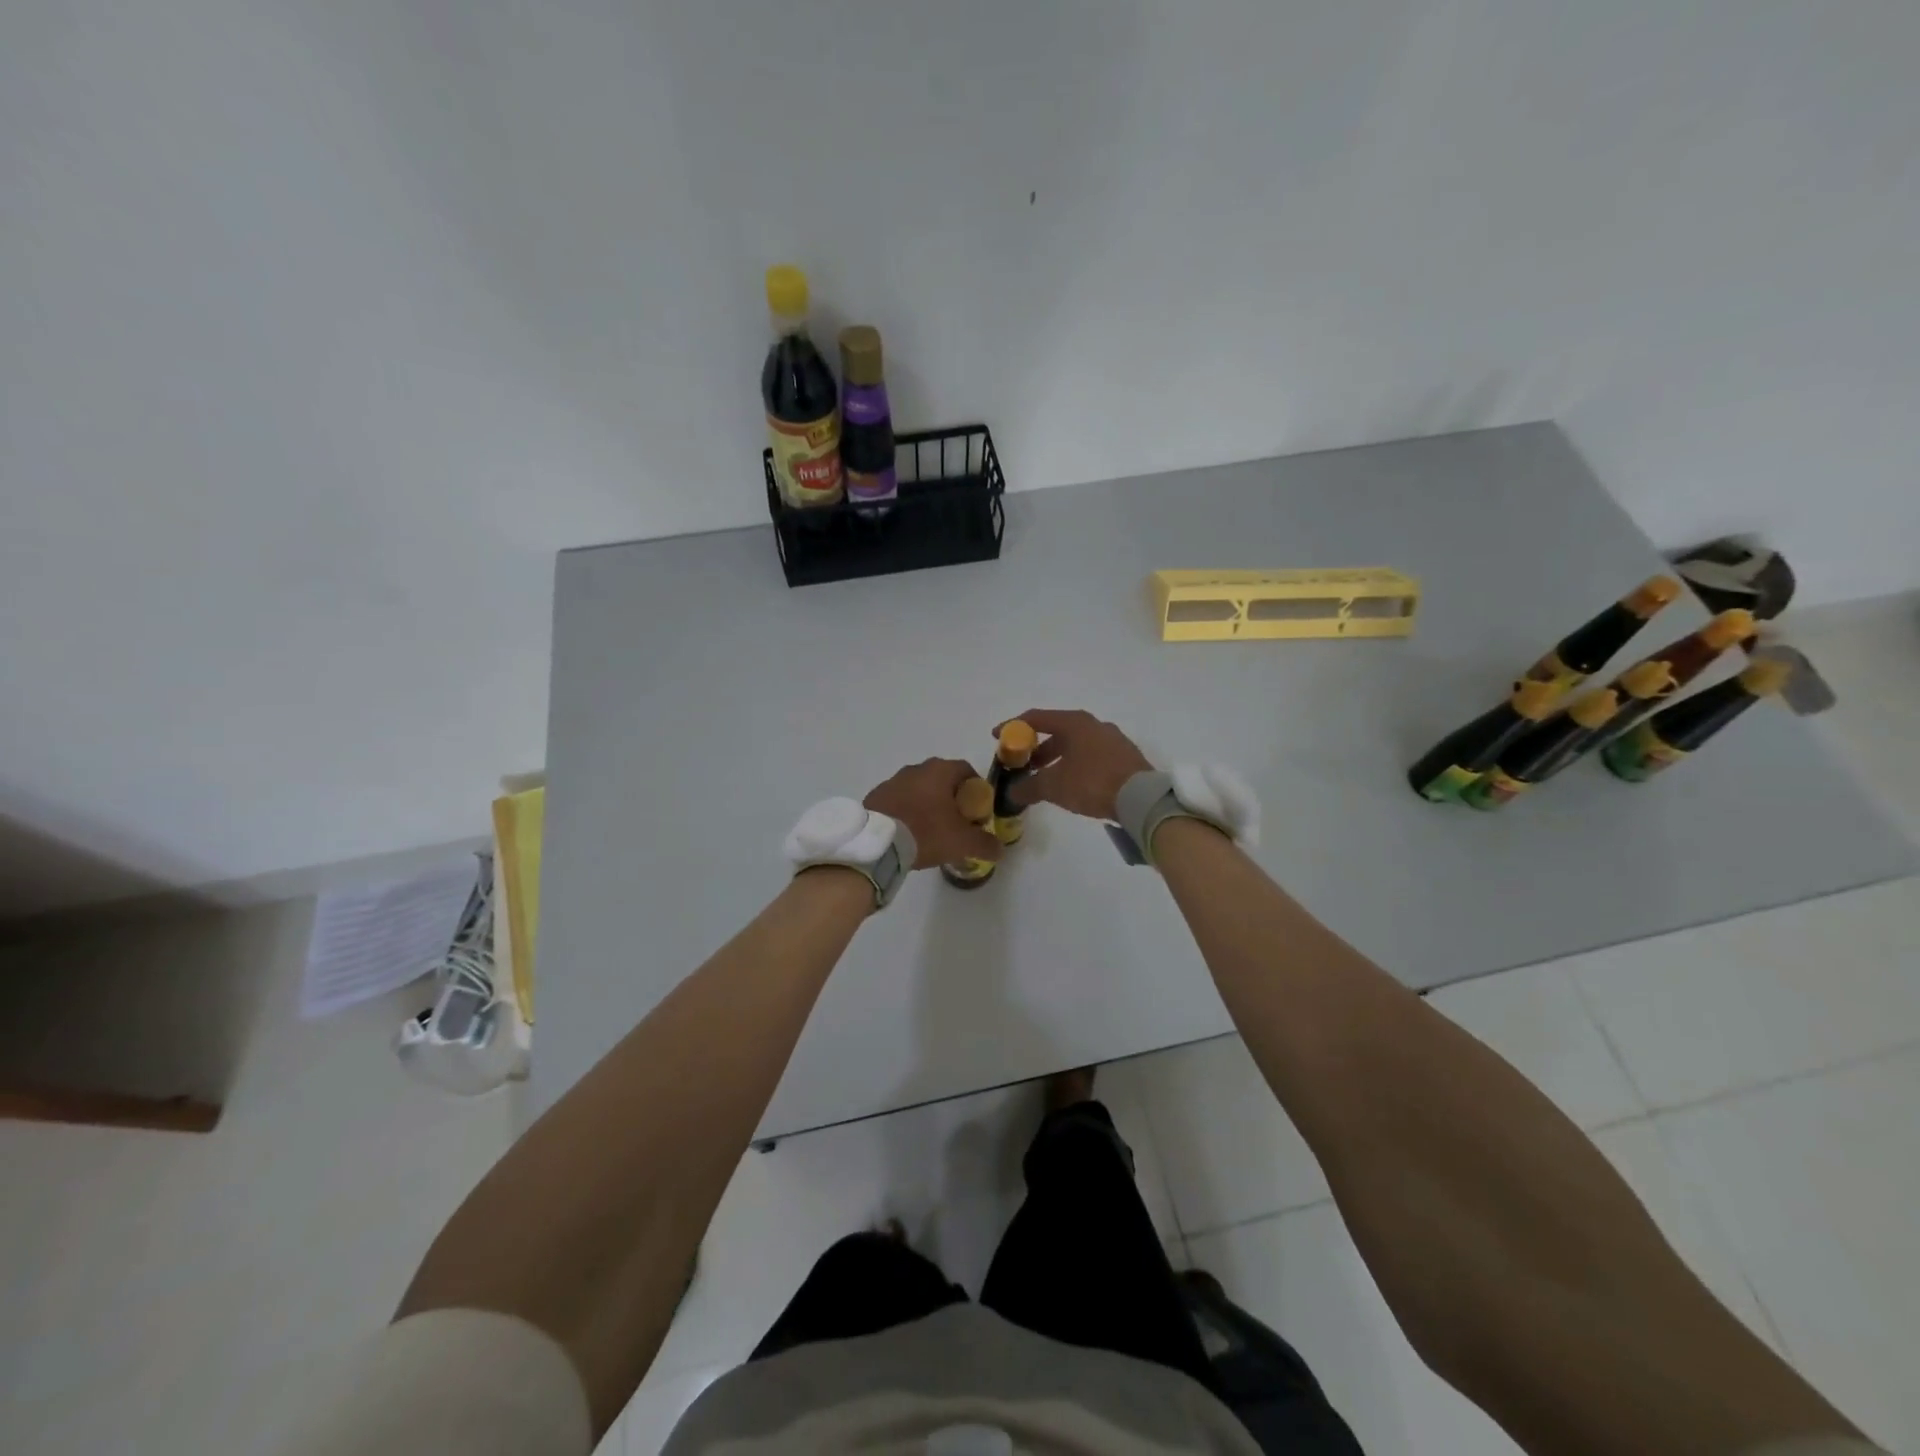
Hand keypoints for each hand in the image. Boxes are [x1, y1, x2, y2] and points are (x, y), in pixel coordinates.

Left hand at [864, 759, 1004, 870]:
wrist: (877, 843)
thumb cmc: (926, 832)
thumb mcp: (962, 842)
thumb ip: (985, 844)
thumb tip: (999, 849)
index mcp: (940, 771)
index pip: (966, 770)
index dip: (976, 789)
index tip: (978, 809)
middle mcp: (916, 769)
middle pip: (942, 779)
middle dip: (952, 797)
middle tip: (957, 821)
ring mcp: (893, 780)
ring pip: (919, 789)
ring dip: (928, 804)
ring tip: (931, 830)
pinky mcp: (876, 796)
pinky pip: (899, 801)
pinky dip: (907, 811)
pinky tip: (908, 832)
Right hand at [1001, 709, 1152, 820]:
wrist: (1141, 799)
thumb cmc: (1092, 783)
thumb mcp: (1054, 786)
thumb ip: (1029, 787)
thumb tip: (1011, 792)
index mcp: (1074, 723)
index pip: (1036, 718)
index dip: (1013, 727)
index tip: (997, 737)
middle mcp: (1094, 724)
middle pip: (1057, 731)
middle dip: (1036, 748)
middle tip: (1023, 764)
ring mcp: (1112, 739)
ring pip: (1075, 744)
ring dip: (1056, 758)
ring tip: (1045, 778)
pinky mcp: (1125, 756)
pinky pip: (1091, 755)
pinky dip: (1075, 764)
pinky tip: (1072, 784)